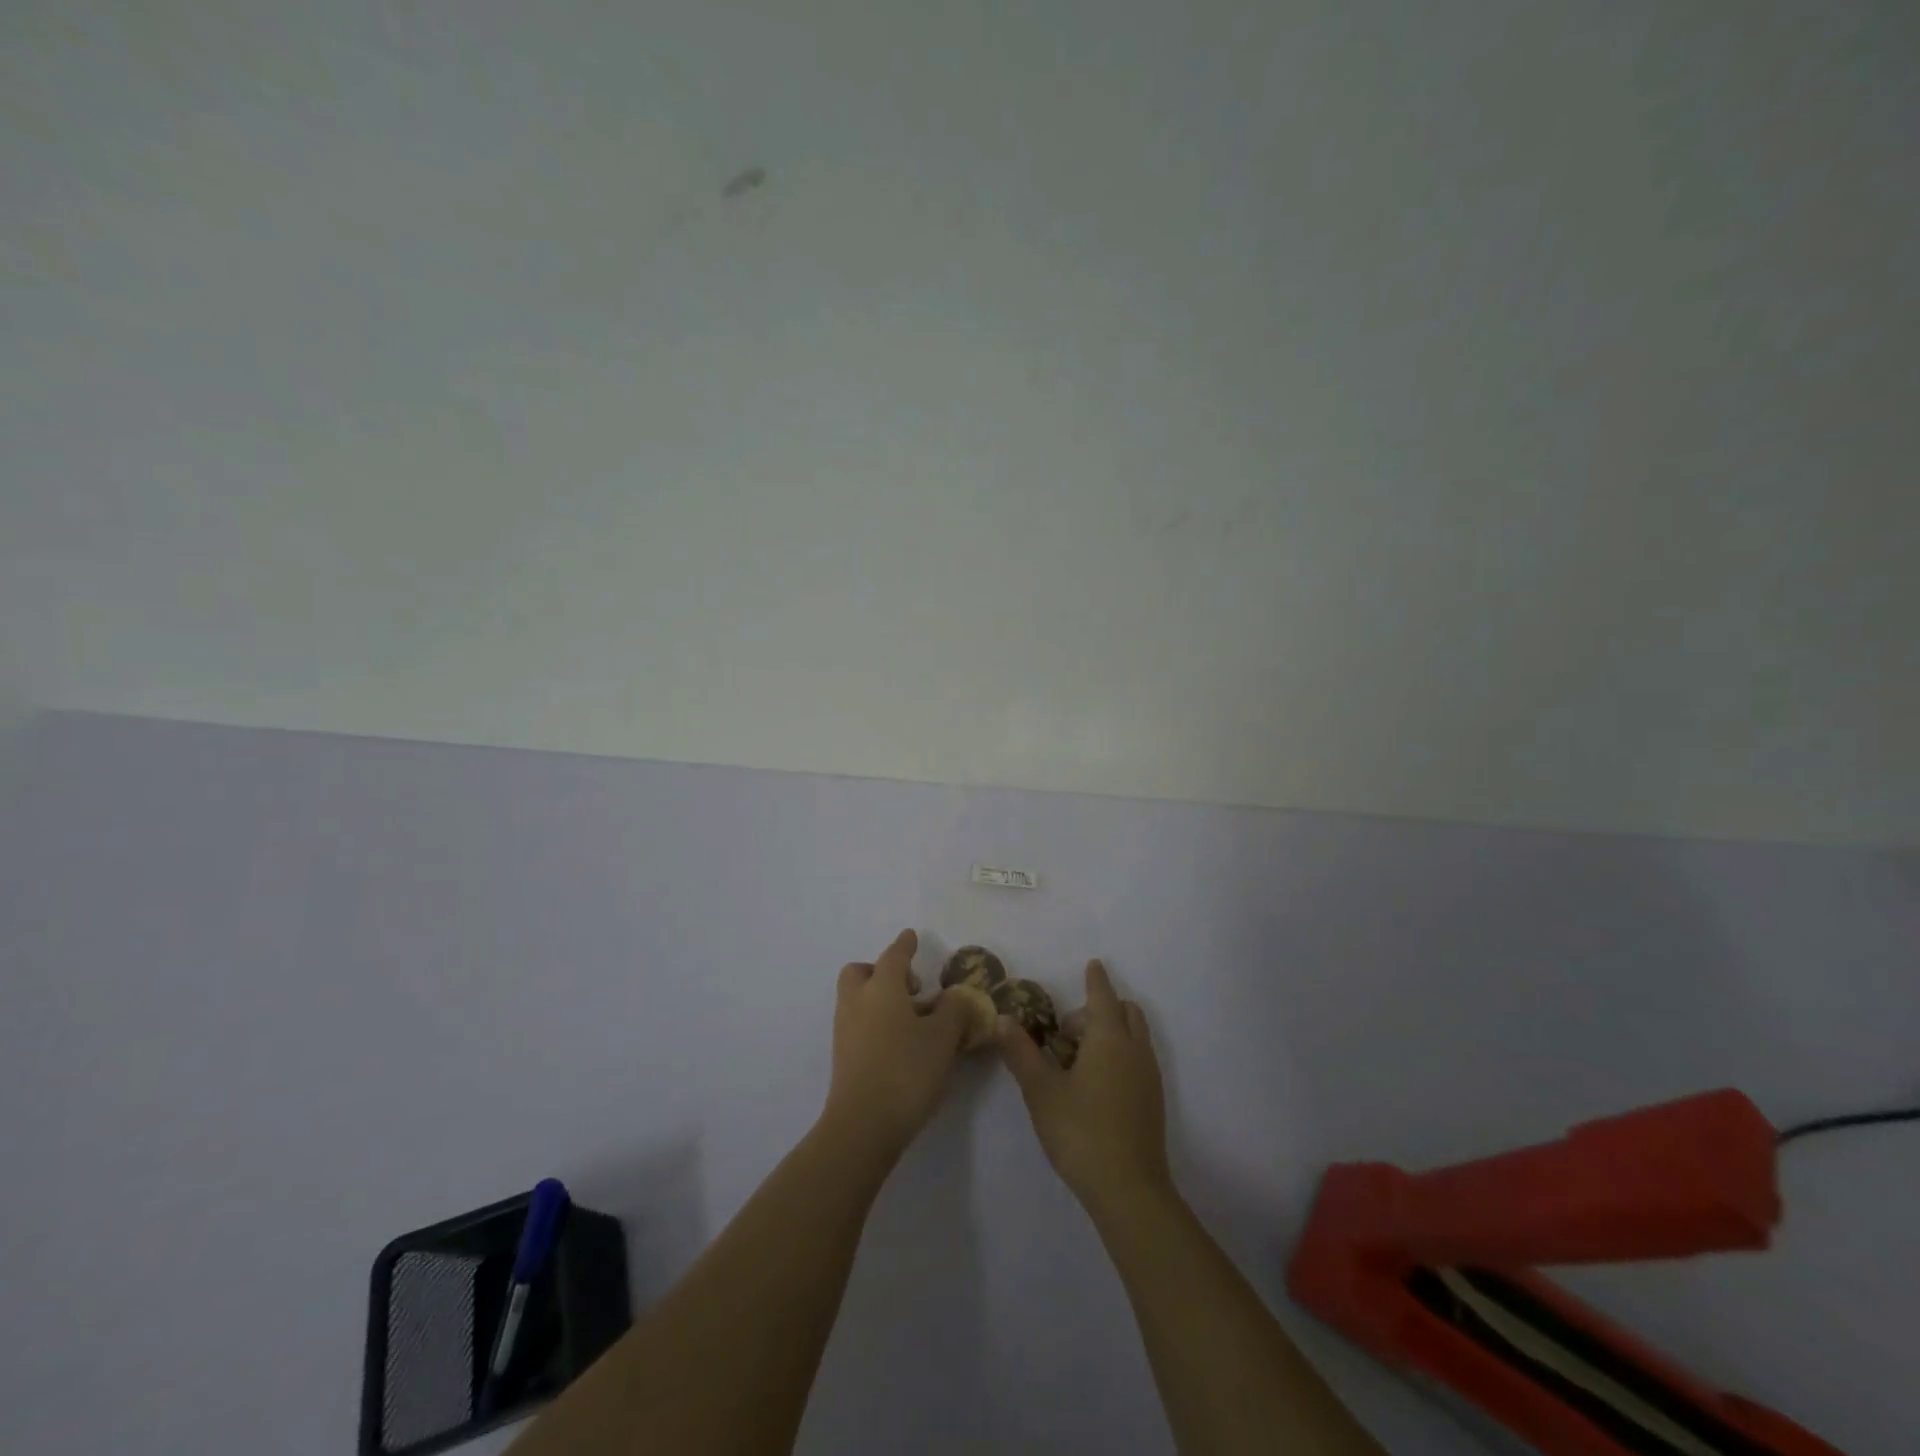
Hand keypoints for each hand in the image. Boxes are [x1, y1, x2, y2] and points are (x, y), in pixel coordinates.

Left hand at [822, 929, 969, 1161]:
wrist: (862, 1126)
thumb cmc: (906, 1070)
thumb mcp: (943, 1038)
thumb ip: (954, 1010)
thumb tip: (956, 996)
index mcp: (881, 987)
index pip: (893, 956)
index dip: (905, 946)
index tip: (911, 936)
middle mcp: (857, 1001)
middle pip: (861, 972)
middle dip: (882, 971)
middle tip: (911, 988)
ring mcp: (845, 1030)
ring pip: (858, 998)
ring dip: (880, 998)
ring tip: (913, 1020)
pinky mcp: (843, 1056)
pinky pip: (858, 1023)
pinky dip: (876, 1021)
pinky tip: (900, 1043)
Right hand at [997, 959, 1171, 1213]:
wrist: (1129, 1190)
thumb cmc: (1081, 1131)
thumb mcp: (1041, 1090)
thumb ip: (1021, 1052)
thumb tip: (1003, 1019)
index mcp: (1109, 1038)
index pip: (1102, 995)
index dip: (1096, 979)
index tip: (1092, 964)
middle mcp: (1134, 1049)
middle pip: (1124, 1011)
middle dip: (1099, 1009)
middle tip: (1066, 1034)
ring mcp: (1149, 1075)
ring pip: (1134, 1035)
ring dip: (1110, 1032)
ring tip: (1077, 1061)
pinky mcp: (1153, 1100)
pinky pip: (1138, 1058)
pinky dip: (1120, 1053)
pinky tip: (1096, 1084)